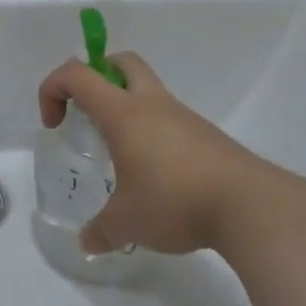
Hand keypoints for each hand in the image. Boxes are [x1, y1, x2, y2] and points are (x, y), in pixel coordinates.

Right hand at [37, 52, 305, 255]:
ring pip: (148, 92)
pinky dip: (154, 134)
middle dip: (97, 76)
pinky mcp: (207, 136)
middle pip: (121, 63)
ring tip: (122, 157)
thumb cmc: (175, 201)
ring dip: (127, 110)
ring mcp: (184, 117)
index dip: (53, 88)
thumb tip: (86, 242)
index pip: (77, 74)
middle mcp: (153, 104)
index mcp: (124, 113)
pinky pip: (170, 120)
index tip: (55, 124)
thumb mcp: (128, 223)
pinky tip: (157, 175)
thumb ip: (101, 231)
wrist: (251, 206)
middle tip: (88, 113)